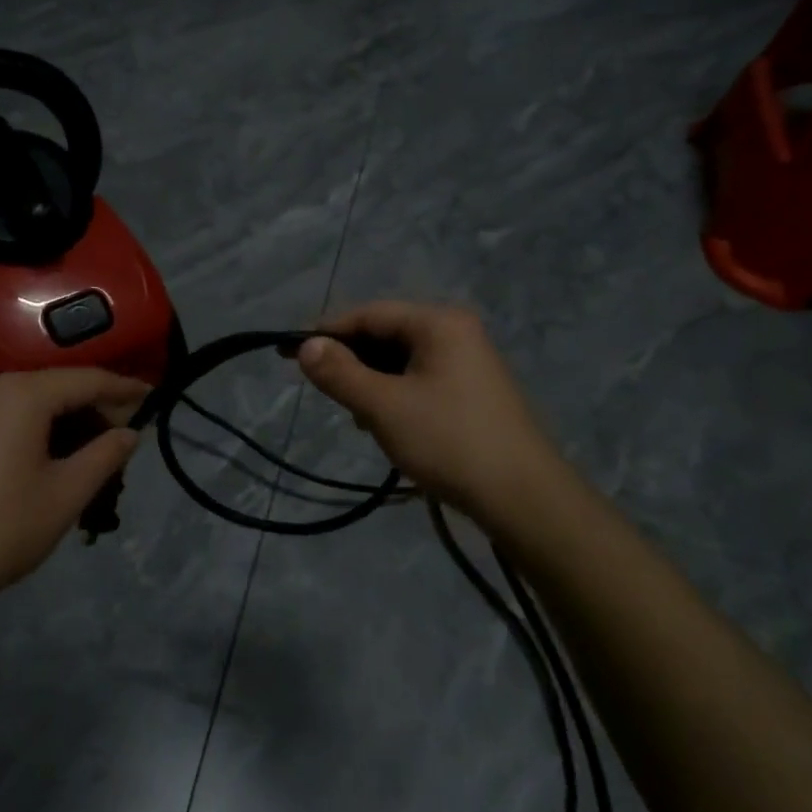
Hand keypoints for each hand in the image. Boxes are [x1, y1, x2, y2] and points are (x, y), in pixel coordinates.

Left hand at [0, 368, 146, 609]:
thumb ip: (104, 455)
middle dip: (90, 410)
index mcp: (20, 394)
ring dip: (59, 423)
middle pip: (53, 388)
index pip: (86, 379)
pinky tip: (40, 461)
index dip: (123, 389)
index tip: (152, 397)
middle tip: (120, 439)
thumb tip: (129, 433)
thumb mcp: (65, 495)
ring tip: (84, 455)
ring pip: (24, 404)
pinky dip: (27, 430)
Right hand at [297, 302, 563, 522]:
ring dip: (371, 383)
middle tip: (322, 390)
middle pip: (386, 334)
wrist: (523, 497)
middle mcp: (456, 332)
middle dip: (351, 361)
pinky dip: (394, 396)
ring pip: (400, 361)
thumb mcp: (384, 407)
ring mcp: (467, 363)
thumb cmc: (449, 441)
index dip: (326, 331)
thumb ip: (340, 373)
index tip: (288, 351)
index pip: (369, 313)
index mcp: (439, 322)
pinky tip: (384, 425)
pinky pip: (419, 380)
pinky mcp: (470, 392)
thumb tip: (305, 345)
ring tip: (356, 416)